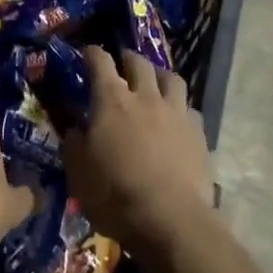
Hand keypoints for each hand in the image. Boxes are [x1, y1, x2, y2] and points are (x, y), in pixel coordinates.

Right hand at [63, 47, 213, 255]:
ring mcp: (176, 113)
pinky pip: (189, 109)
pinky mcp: (198, 133)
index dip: (92, 53)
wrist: (170, 220)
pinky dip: (180, 109)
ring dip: (159, 76)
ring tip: (155, 82)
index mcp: (112, 101)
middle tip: (122, 63)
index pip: (100, 62)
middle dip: (128, 58)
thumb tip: (75, 128)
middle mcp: (145, 97)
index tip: (88, 52)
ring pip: (171, 78)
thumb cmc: (115, 195)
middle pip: (139, 63)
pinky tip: (177, 120)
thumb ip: (74, 143)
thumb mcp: (78, 173)